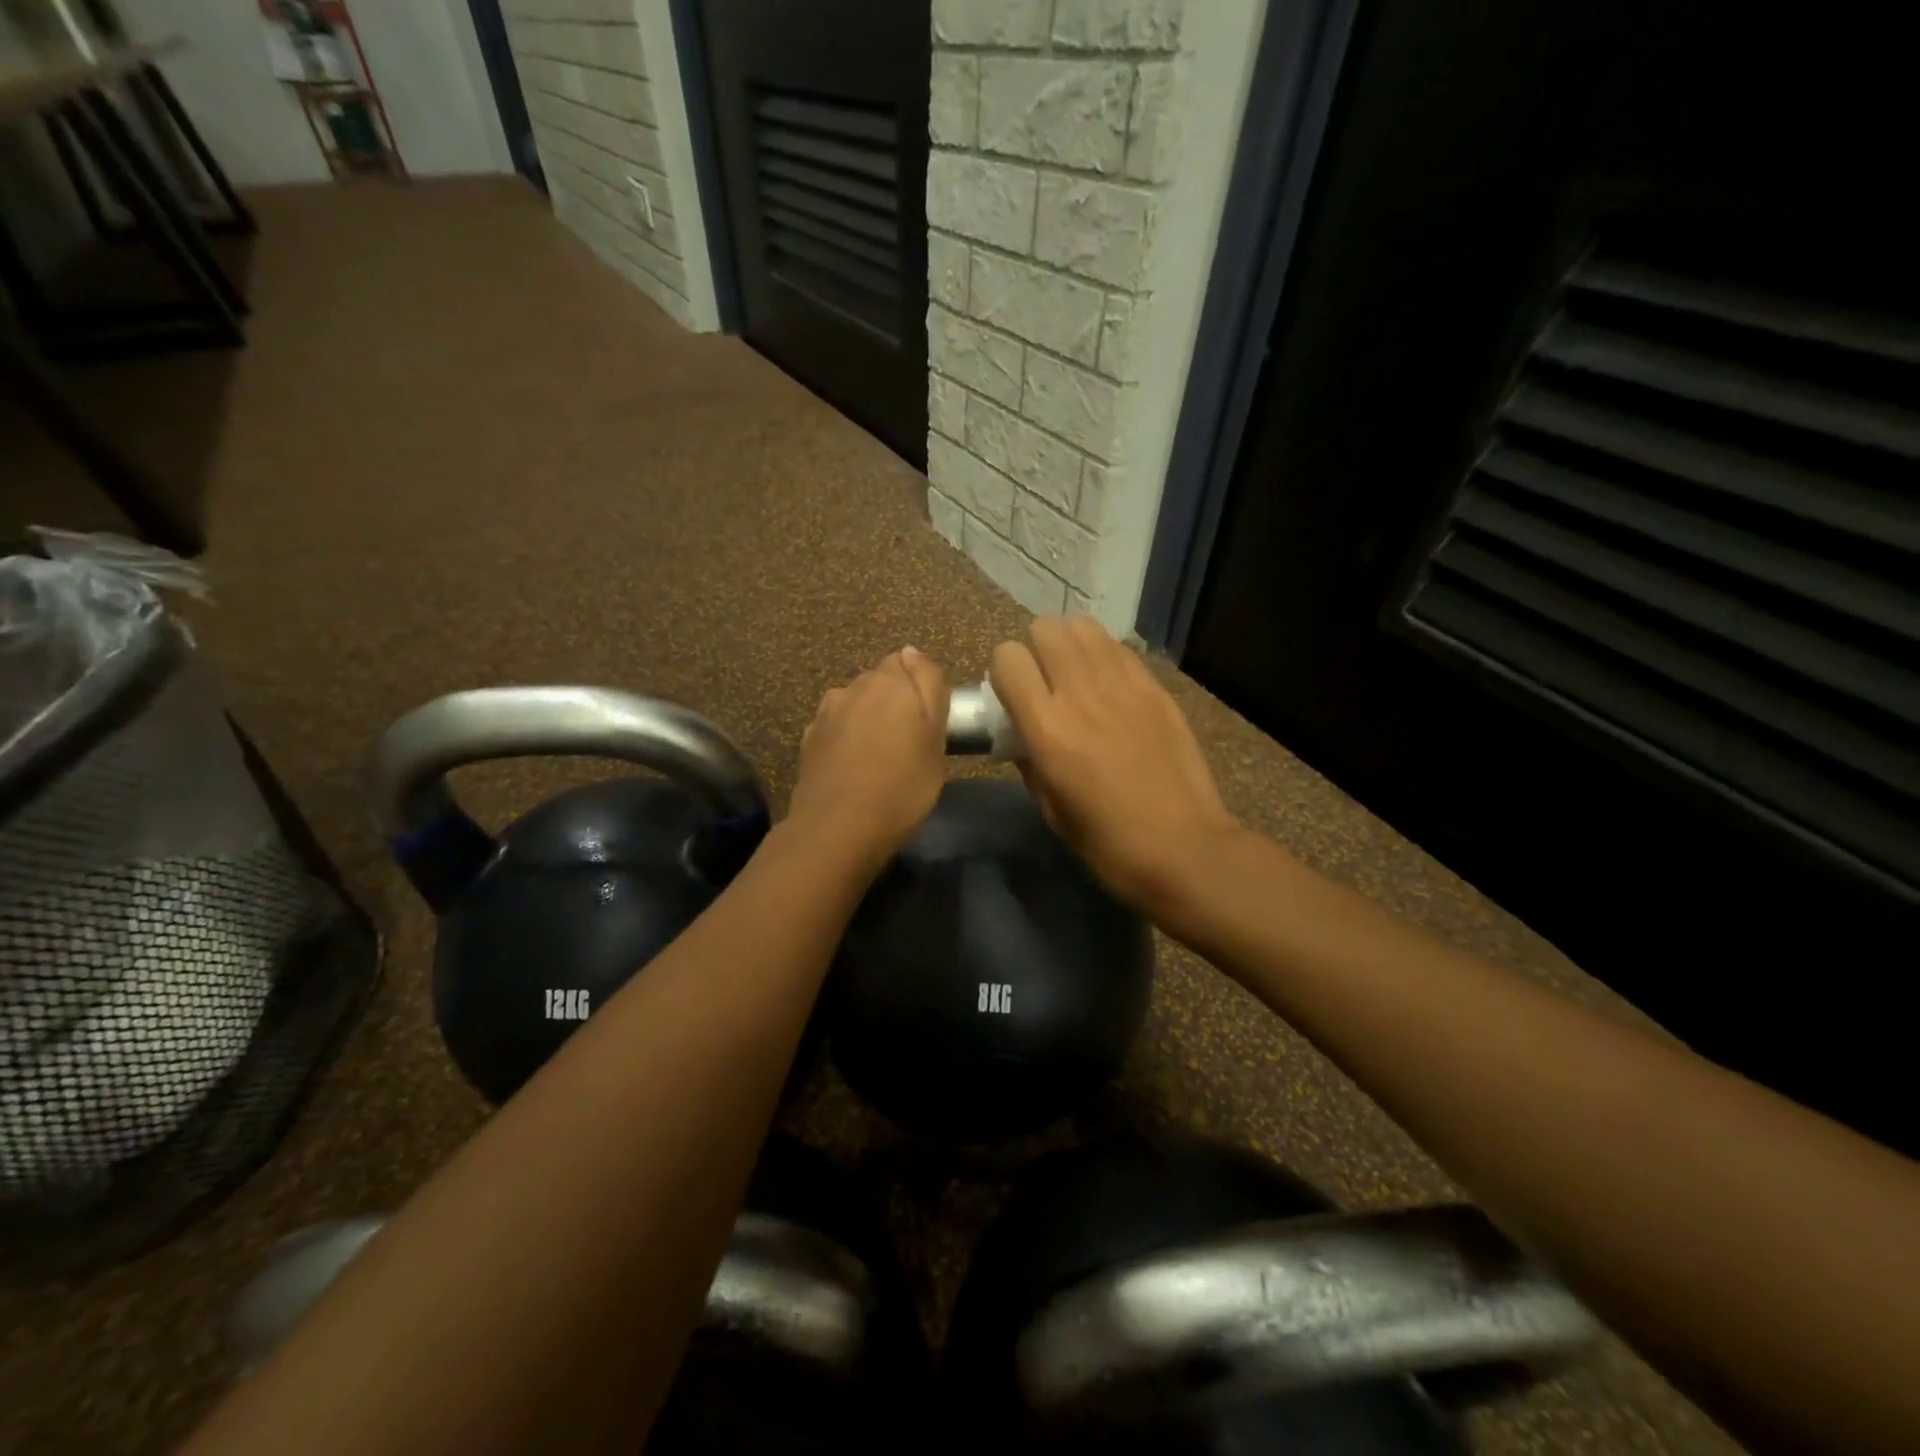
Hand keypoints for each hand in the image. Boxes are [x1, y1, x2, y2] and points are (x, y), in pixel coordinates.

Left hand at [788, 646, 950, 869]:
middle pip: (880, 682)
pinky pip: (835, 728)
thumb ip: (928, 688)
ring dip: (867, 718)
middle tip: (909, 742)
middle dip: (893, 701)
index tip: (929, 720)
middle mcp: (853, 686)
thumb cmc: (902, 786)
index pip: (909, 662)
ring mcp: (825, 713)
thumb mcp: (936, 740)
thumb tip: (912, 652)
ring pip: (855, 704)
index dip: (921, 688)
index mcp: (889, 681)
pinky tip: (852, 766)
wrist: (838, 829)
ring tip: (878, 756)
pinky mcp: (808, 740)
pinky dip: (845, 739)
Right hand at [990, 617, 1239, 909]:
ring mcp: (1124, 685)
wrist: (1183, 847)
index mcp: (1047, 728)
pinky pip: (1119, 648)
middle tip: (1044, 680)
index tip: (1011, 694)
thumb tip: (1021, 734)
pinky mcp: (1156, 687)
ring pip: (1084, 627)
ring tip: (1076, 675)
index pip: (1007, 658)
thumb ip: (1028, 760)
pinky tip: (1110, 686)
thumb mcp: (1050, 809)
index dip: (1003, 672)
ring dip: (1070, 644)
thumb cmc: (1107, 842)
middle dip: (1036, 649)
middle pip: (1045, 628)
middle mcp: (1081, 693)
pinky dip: (1104, 656)